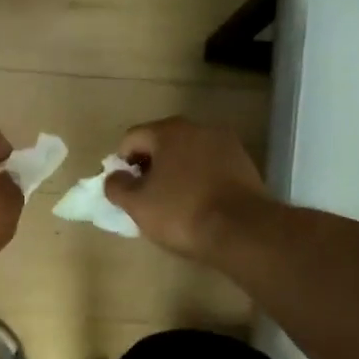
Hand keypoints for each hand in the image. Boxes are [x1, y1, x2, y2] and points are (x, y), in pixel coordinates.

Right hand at [103, 117, 272, 261]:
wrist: (243, 230)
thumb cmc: (182, 212)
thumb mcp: (137, 204)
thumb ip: (117, 186)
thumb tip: (114, 177)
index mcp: (168, 131)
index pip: (132, 139)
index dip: (121, 163)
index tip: (124, 189)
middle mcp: (198, 128)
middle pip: (162, 143)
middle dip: (150, 166)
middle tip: (145, 196)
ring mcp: (225, 143)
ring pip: (188, 154)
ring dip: (175, 172)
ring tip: (172, 202)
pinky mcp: (245, 163)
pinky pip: (210, 166)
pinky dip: (198, 179)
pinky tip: (198, 203)